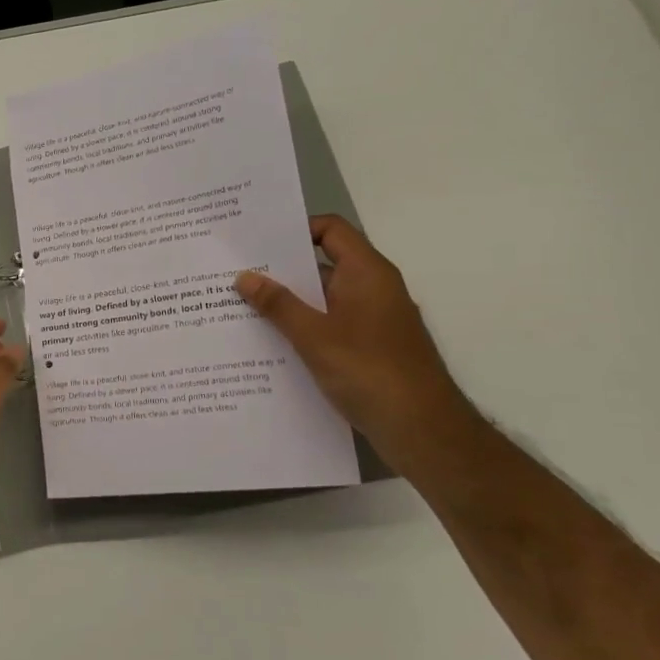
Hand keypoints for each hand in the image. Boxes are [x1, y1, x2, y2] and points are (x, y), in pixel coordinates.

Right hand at [236, 216, 481, 472]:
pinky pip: (330, 324)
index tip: (257, 241)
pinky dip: (303, 327)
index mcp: (367, 273)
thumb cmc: (369, 371)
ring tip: (242, 307)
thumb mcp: (314, 336)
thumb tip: (245, 276)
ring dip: (289, 302)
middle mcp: (373, 289)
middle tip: (236, 273)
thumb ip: (278, 304)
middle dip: (281, 269)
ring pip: (324, 298)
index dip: (295, 229)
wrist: (422, 429)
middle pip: (324, 263)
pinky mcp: (370, 347)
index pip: (331, 230)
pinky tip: (271, 342)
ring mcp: (373, 319)